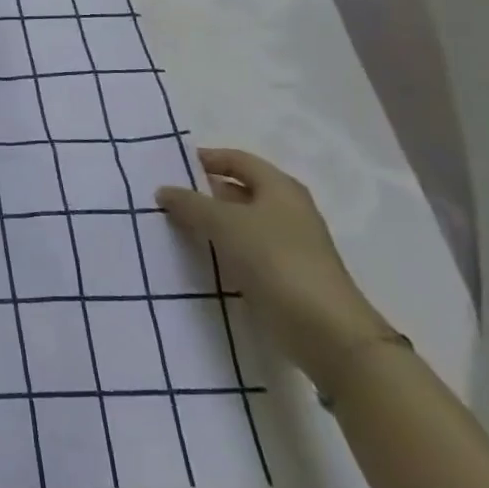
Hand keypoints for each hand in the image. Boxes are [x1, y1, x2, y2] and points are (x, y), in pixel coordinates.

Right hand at [158, 147, 392, 390]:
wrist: (324, 329)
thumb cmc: (274, 258)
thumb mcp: (223, 222)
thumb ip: (190, 203)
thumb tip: (164, 190)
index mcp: (280, 188)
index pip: (238, 160)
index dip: (206, 158)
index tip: (172, 166)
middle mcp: (287, 210)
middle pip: (239, 190)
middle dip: (203, 192)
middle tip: (165, 197)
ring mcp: (287, 244)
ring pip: (239, 223)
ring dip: (209, 223)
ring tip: (172, 225)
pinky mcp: (283, 274)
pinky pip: (243, 250)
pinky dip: (220, 248)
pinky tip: (196, 256)